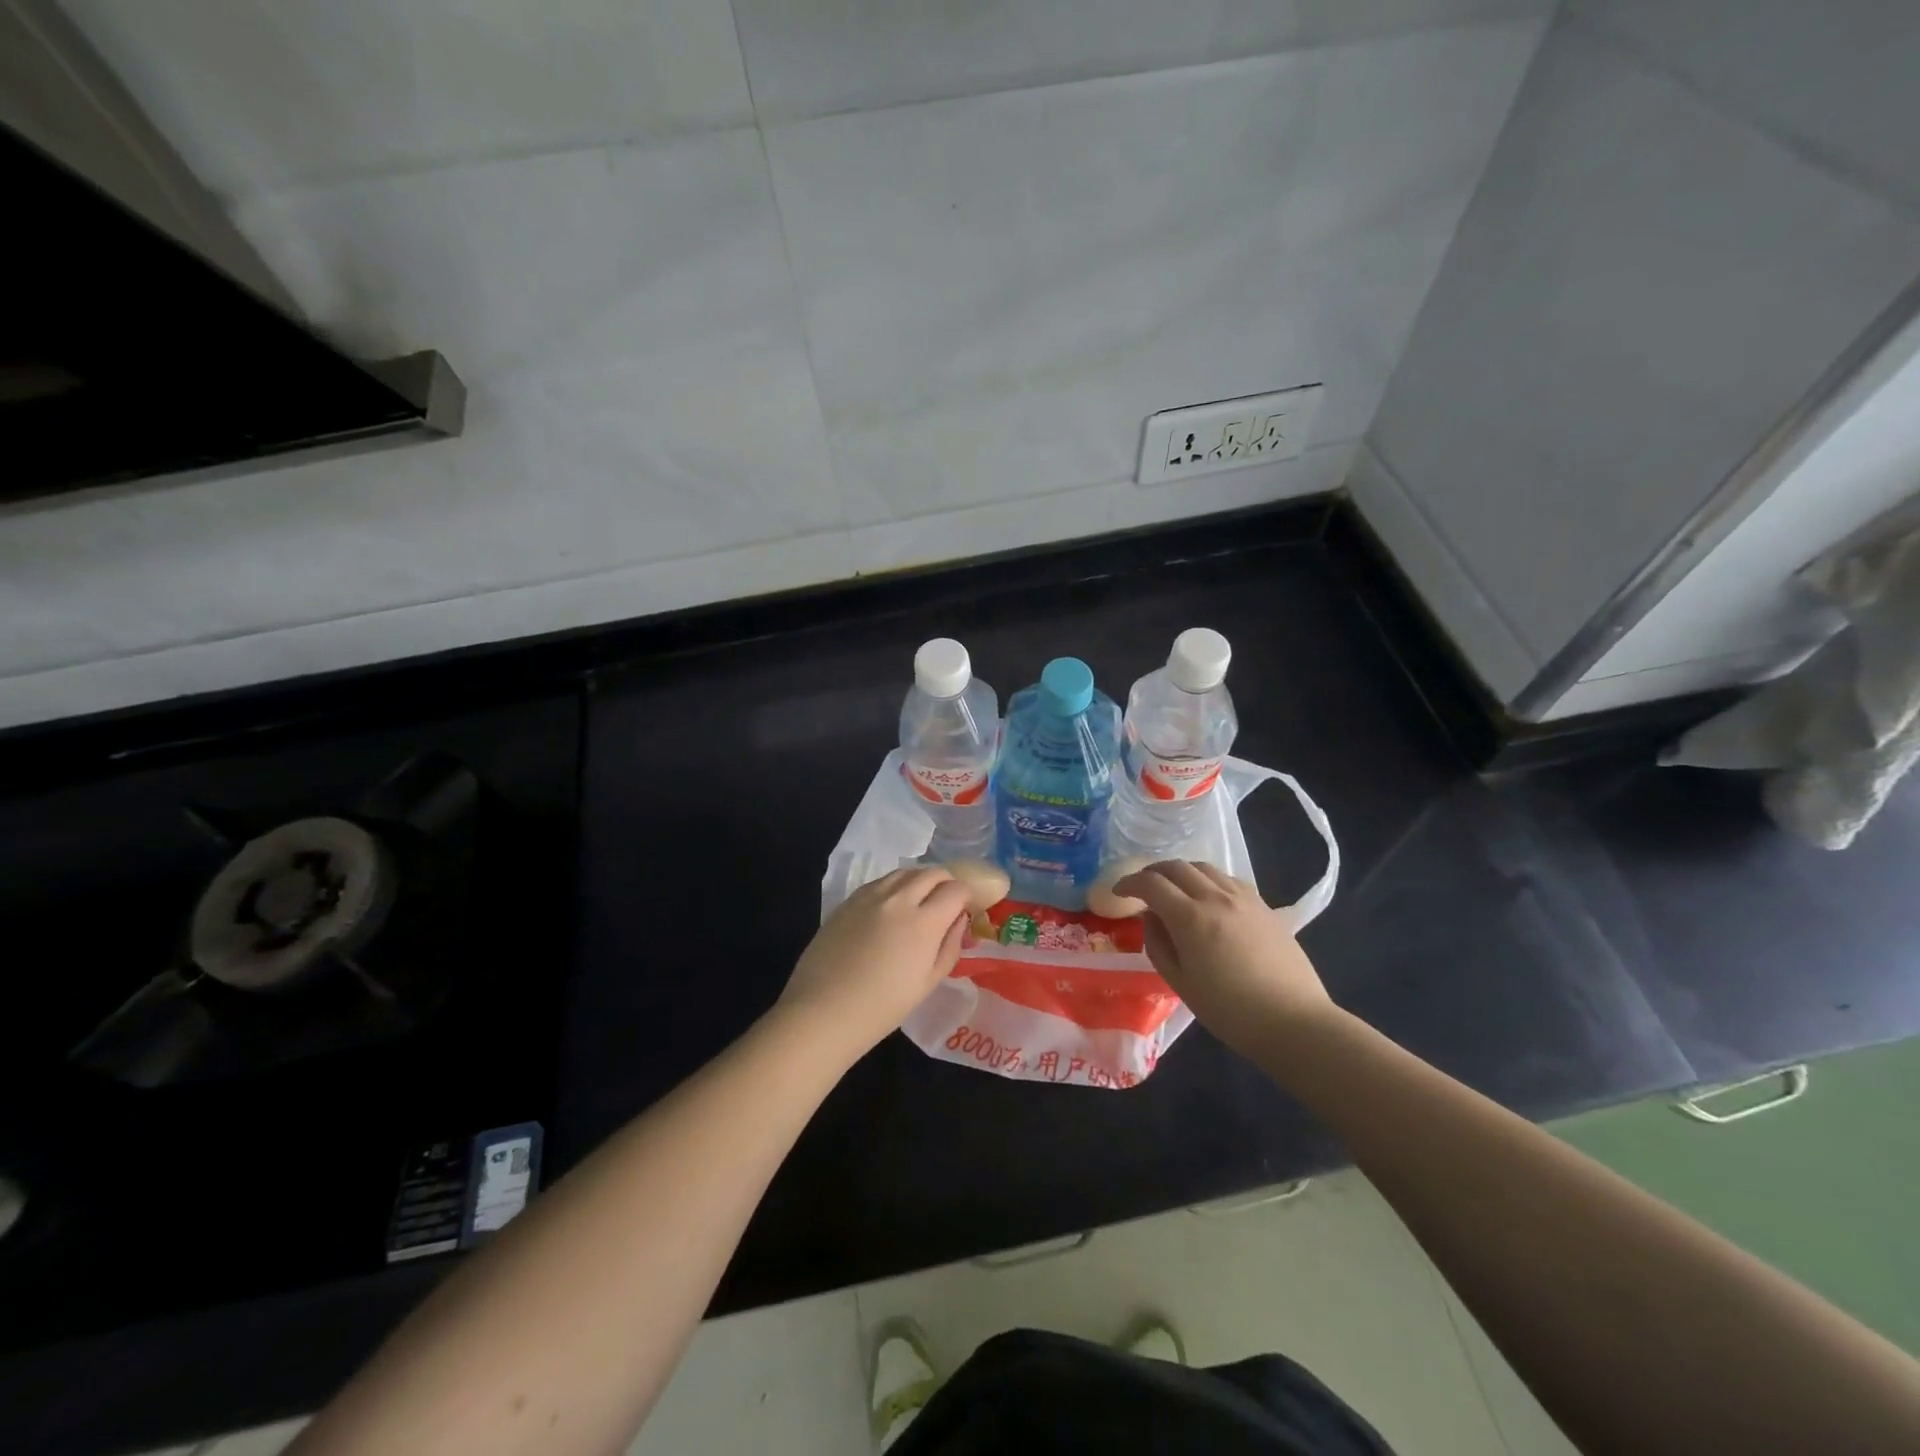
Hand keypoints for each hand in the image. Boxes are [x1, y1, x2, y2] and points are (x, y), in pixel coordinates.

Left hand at [773, 866, 970, 1063]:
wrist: (823, 1010)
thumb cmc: (882, 1007)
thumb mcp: (928, 983)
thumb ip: (950, 946)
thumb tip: (959, 920)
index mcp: (924, 921)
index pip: (957, 889)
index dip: (968, 896)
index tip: (967, 909)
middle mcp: (899, 899)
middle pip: (933, 873)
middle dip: (947, 883)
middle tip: (948, 902)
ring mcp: (871, 895)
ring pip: (905, 872)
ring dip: (921, 880)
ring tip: (920, 901)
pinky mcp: (849, 900)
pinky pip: (881, 881)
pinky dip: (896, 886)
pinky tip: (892, 906)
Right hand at [1113, 860, 1338, 1056]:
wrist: (1294, 1022)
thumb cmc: (1229, 1011)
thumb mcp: (1180, 983)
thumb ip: (1158, 944)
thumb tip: (1150, 918)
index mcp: (1190, 917)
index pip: (1151, 884)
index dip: (1129, 883)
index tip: (1118, 892)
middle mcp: (1215, 897)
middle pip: (1177, 866)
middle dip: (1153, 872)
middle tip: (1142, 887)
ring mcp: (1244, 898)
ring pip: (1204, 867)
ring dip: (1181, 872)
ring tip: (1174, 889)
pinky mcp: (1264, 906)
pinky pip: (1228, 879)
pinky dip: (1208, 880)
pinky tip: (1208, 898)